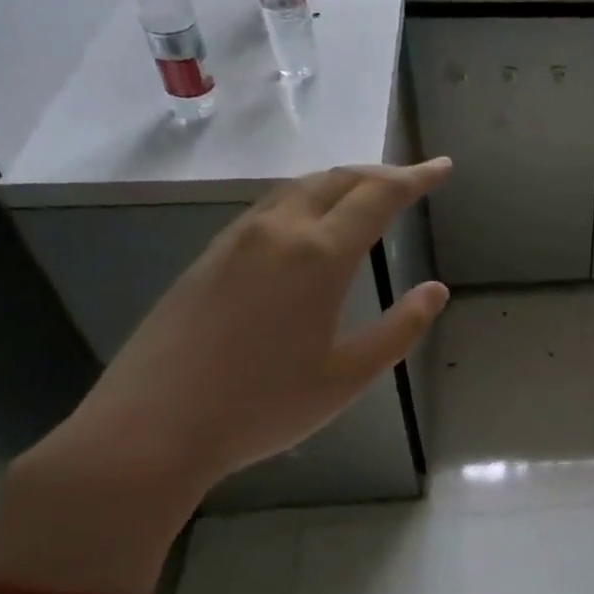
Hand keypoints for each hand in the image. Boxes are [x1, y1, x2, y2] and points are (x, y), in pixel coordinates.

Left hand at [0, 161, 451, 593]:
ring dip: (340, 183)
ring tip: (367, 196)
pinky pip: (269, 209)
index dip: (415, 177)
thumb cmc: (263, 406)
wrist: (151, 428)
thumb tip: (436, 291)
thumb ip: (400, 329)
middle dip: (380, 173)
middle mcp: (276, 231)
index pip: (378, 196)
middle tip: (411, 180)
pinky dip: (305, 201)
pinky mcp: (208, 257)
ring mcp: (235, 240)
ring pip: (298, 189)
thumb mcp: (348, 376)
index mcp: (318, 255)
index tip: (442, 166)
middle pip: (336, 179)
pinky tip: (310, 228)